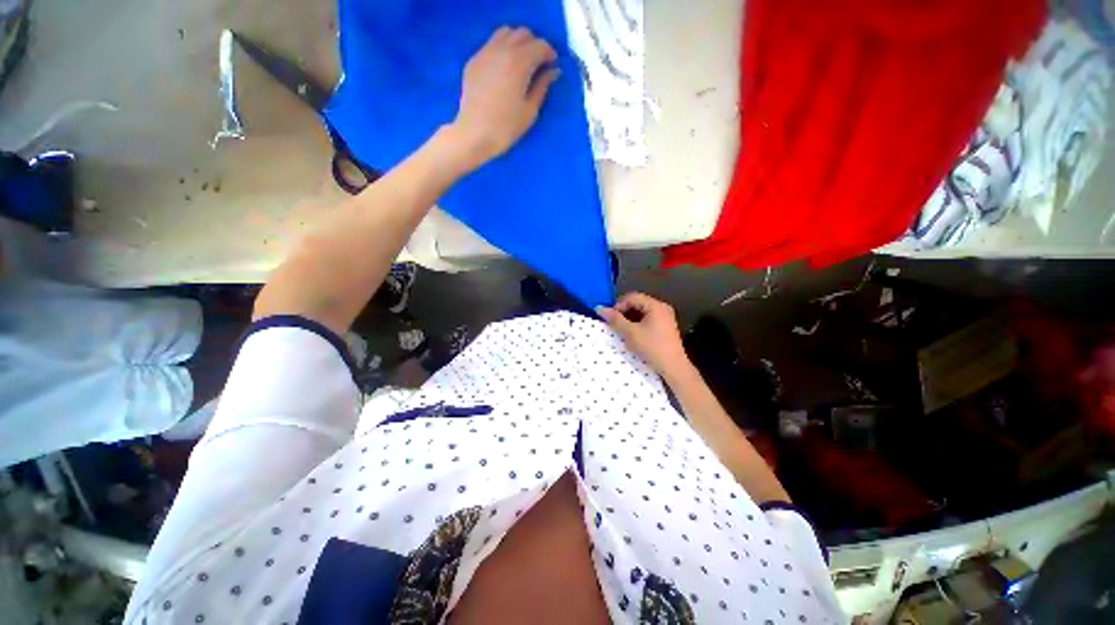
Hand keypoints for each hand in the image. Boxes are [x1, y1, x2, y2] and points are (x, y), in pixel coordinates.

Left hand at [446, 27, 559, 171]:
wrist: (475, 134)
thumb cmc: (506, 127)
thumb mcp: (530, 110)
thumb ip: (542, 86)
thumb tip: (553, 71)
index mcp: (519, 62)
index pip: (540, 45)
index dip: (549, 54)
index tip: (552, 66)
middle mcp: (502, 50)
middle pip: (523, 34)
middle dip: (534, 45)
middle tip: (538, 65)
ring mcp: (485, 52)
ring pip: (505, 33)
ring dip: (517, 43)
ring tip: (521, 63)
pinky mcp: (474, 61)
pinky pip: (491, 44)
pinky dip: (502, 50)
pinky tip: (504, 70)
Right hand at [597, 292, 691, 378]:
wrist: (673, 367)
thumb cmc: (652, 347)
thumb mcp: (630, 333)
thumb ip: (615, 319)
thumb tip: (600, 308)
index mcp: (655, 305)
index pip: (632, 297)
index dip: (618, 305)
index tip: (610, 318)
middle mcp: (662, 307)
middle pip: (637, 303)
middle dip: (624, 312)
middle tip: (614, 324)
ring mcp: (665, 317)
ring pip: (642, 312)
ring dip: (630, 318)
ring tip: (622, 330)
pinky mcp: (665, 327)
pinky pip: (648, 319)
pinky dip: (638, 323)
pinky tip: (633, 334)